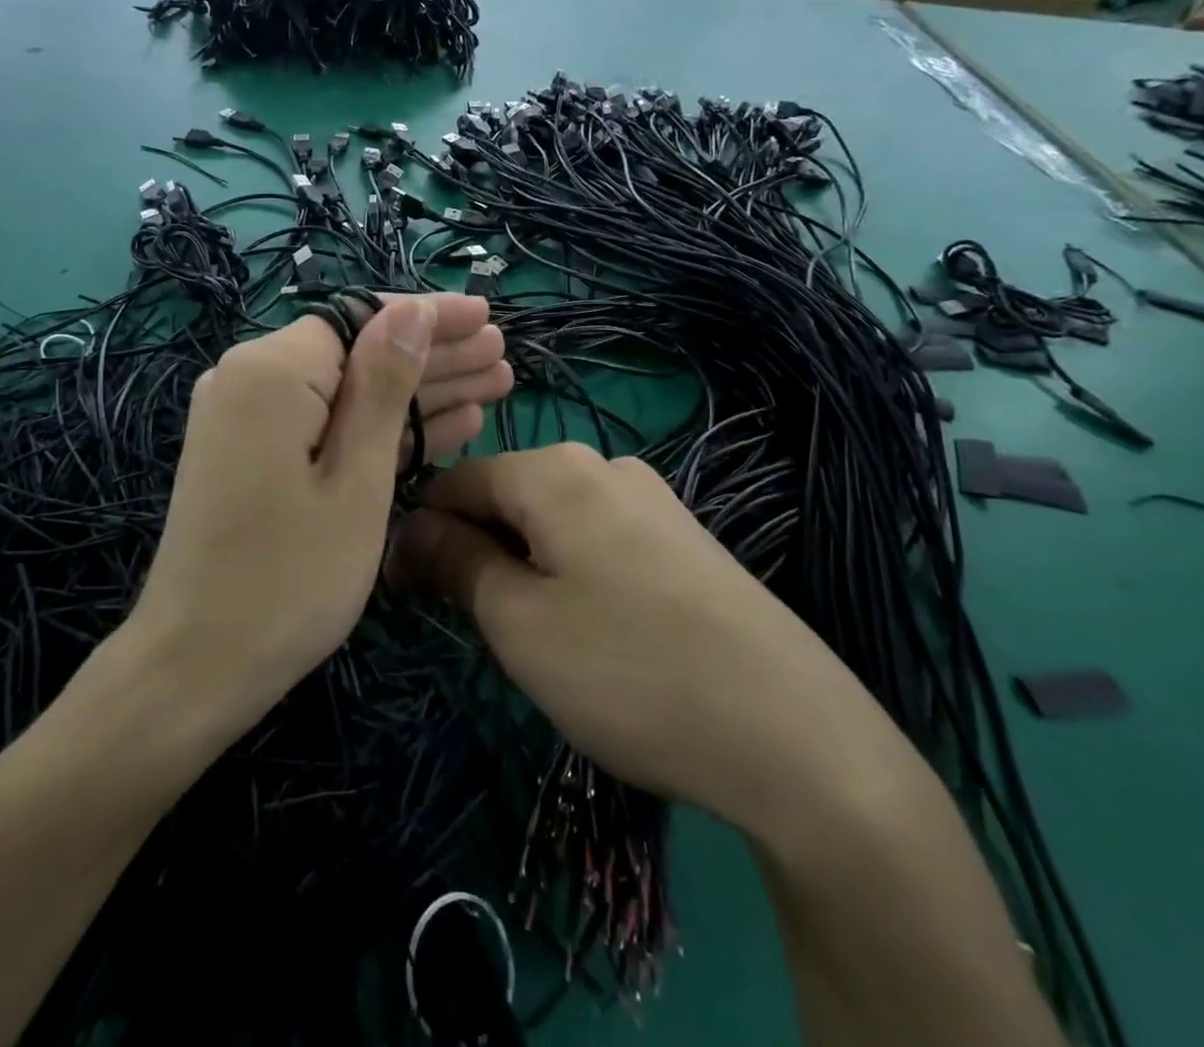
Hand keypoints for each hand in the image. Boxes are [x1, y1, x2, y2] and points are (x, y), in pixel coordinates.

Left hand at [128, 294, 512, 732]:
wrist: (197, 664)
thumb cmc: (289, 578)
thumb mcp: (355, 479)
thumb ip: (384, 386)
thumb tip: (411, 311)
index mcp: (269, 372)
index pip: (360, 318)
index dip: (428, 316)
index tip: (486, 314)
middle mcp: (250, 380)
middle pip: (357, 352)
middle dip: (432, 355)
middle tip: (501, 355)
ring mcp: (250, 420)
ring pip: (349, 391)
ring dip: (419, 392)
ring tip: (494, 383)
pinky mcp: (256, 455)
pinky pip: (328, 426)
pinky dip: (382, 430)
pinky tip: (450, 427)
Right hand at [390, 445, 915, 839]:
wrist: (799, 738)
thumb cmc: (631, 671)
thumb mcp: (520, 622)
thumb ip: (456, 561)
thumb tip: (412, 529)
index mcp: (555, 471)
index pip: (455, 480)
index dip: (420, 532)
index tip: (405, 593)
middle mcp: (603, 465)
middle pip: (505, 495)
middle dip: (471, 549)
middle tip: (465, 623)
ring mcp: (651, 498)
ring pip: (549, 519)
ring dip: (517, 563)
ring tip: (527, 634)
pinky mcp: (682, 537)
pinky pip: (595, 537)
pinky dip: (565, 570)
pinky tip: (586, 629)